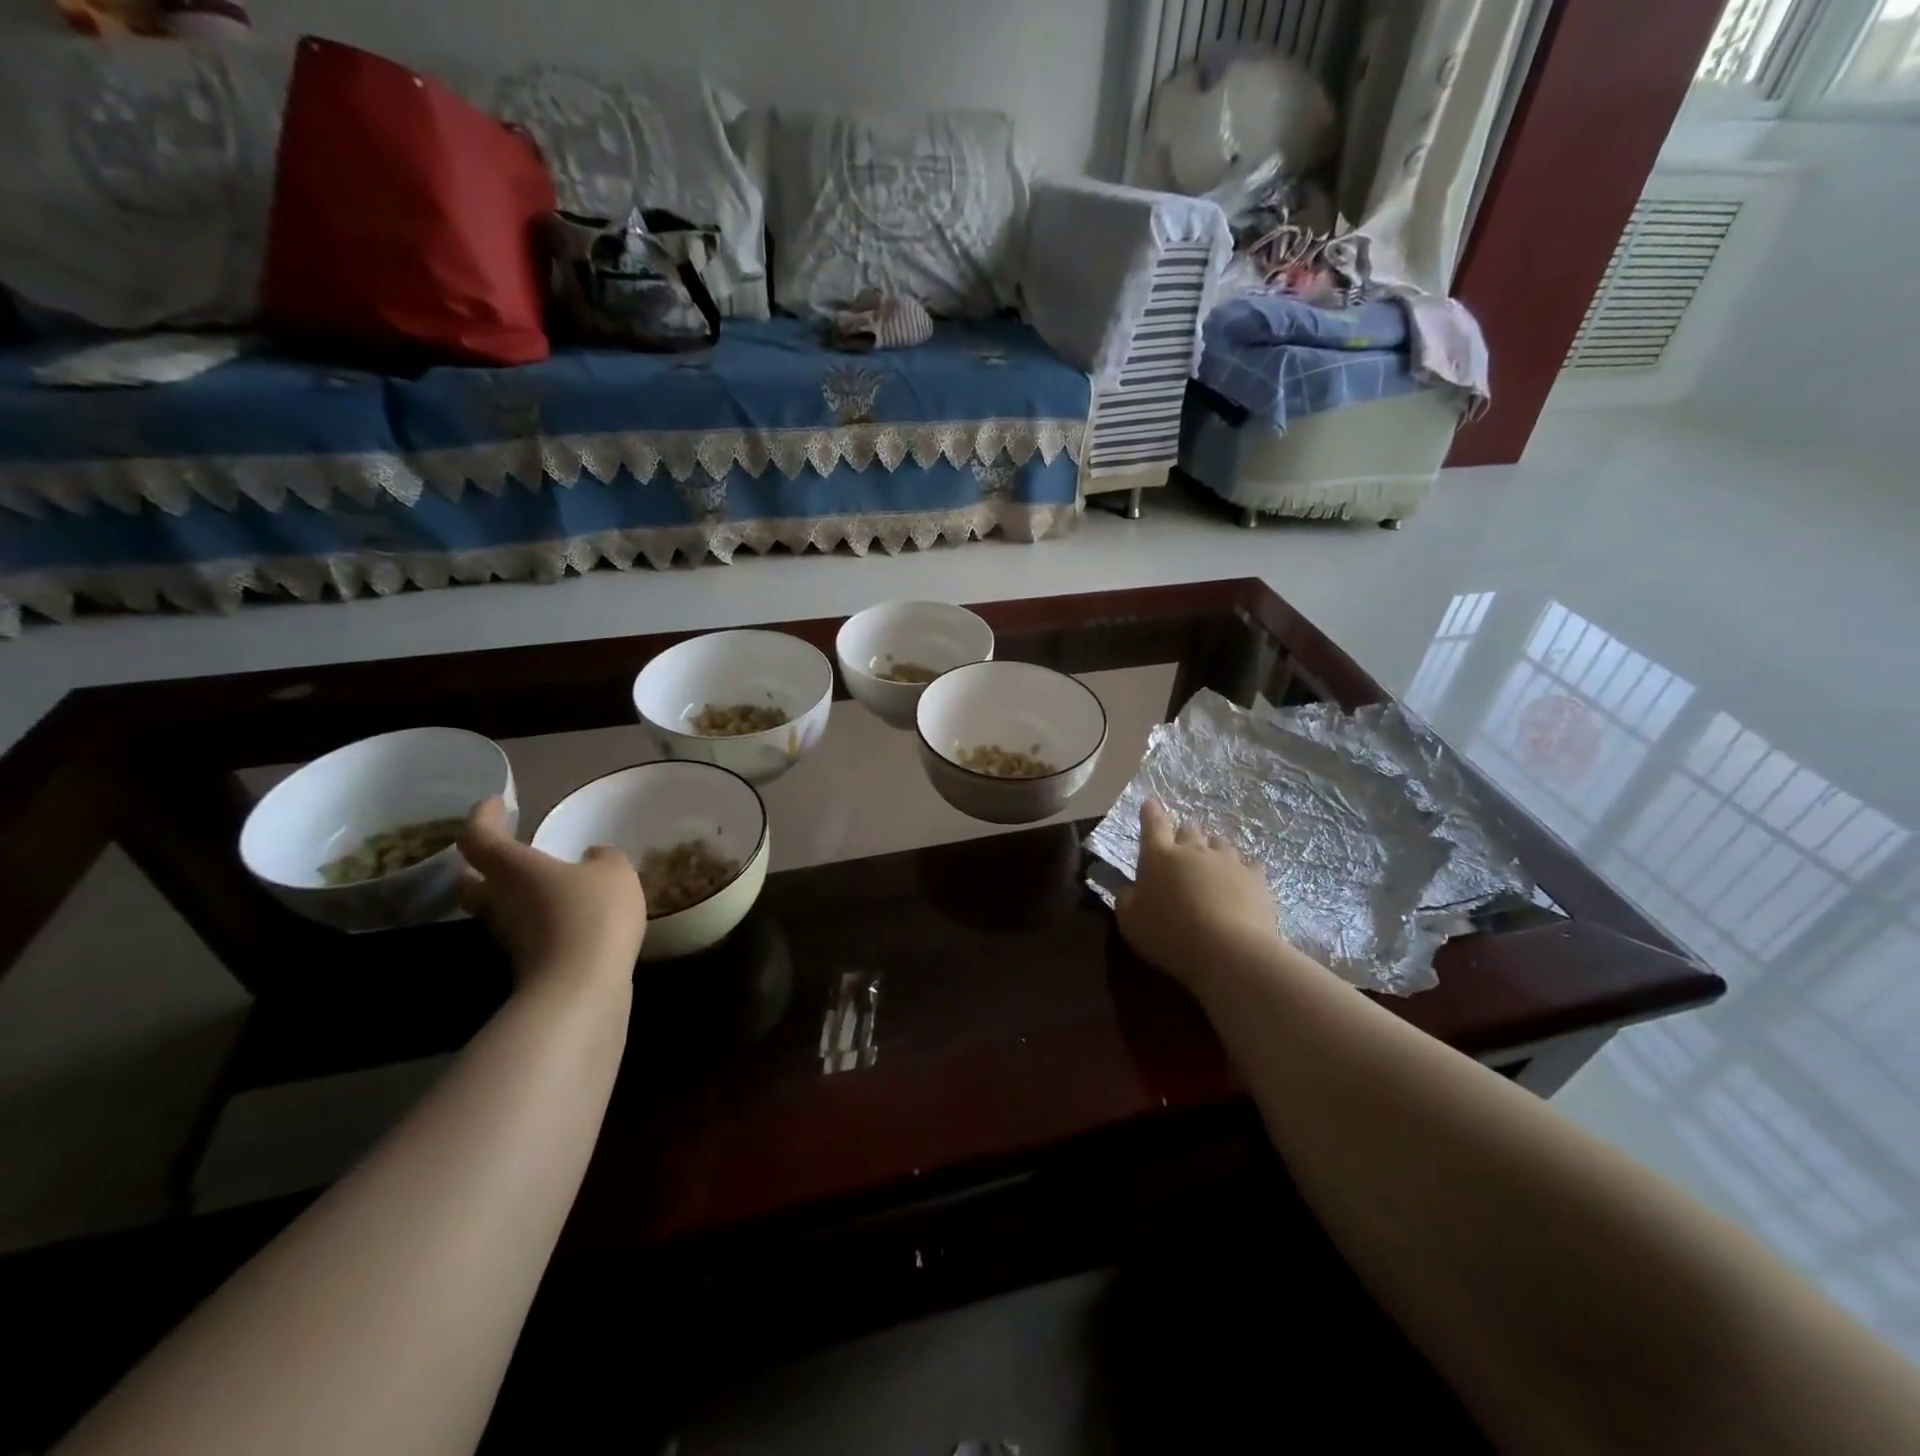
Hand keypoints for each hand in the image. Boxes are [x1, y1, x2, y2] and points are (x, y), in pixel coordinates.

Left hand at [458, 797, 646, 991]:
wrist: (581, 989)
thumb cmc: (592, 915)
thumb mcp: (614, 871)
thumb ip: (602, 858)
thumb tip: (591, 858)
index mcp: (513, 868)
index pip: (479, 836)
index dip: (483, 816)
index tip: (497, 803)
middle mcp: (500, 901)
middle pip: (473, 880)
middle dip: (484, 864)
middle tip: (509, 850)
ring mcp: (510, 936)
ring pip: (499, 907)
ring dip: (515, 894)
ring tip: (550, 884)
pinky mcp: (528, 963)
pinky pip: (527, 931)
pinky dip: (540, 919)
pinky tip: (571, 917)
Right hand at [1117, 799, 1279, 989]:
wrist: (1229, 951)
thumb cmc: (1169, 934)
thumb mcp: (1130, 921)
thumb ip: (1126, 899)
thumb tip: (1128, 888)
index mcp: (1159, 856)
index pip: (1153, 824)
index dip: (1151, 812)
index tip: (1151, 803)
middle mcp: (1193, 850)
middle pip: (1189, 829)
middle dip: (1184, 835)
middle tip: (1182, 851)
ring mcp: (1228, 861)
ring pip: (1220, 843)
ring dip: (1213, 851)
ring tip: (1212, 868)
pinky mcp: (1256, 877)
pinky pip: (1249, 865)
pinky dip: (1242, 871)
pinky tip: (1242, 883)